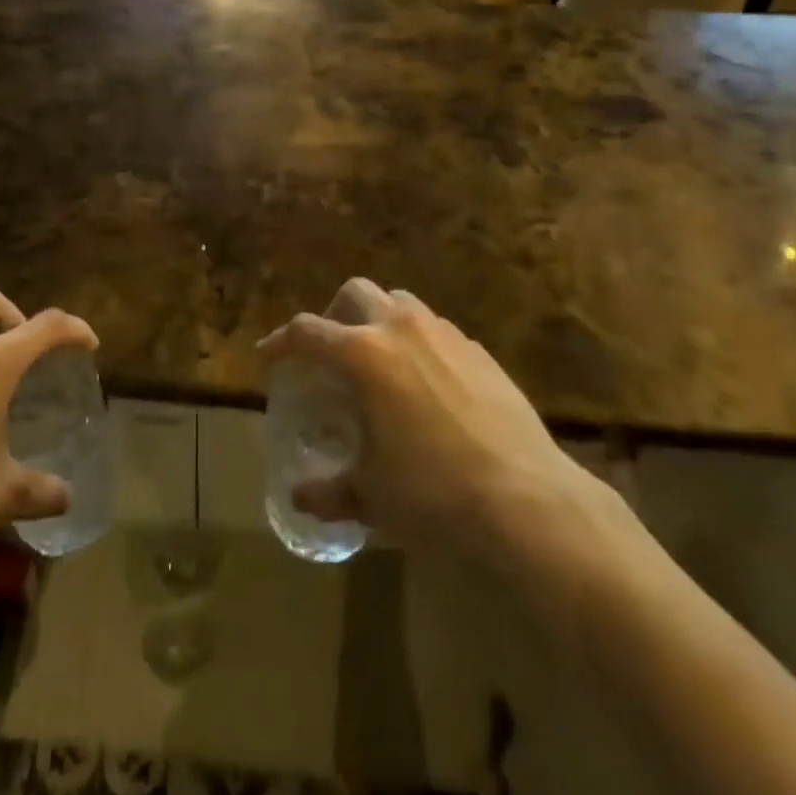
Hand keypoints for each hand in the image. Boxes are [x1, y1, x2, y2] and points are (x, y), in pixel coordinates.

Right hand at [259, 279, 632, 585]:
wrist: (528, 501)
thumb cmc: (433, 494)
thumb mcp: (370, 496)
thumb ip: (329, 490)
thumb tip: (300, 496)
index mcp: (363, 355)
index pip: (306, 332)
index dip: (280, 342)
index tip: (268, 358)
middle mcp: (400, 329)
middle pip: (356, 293)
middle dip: (334, 314)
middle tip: (330, 352)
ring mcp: (445, 334)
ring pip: (400, 303)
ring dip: (379, 321)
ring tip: (379, 363)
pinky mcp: (480, 351)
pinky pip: (437, 330)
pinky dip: (418, 344)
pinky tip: (426, 386)